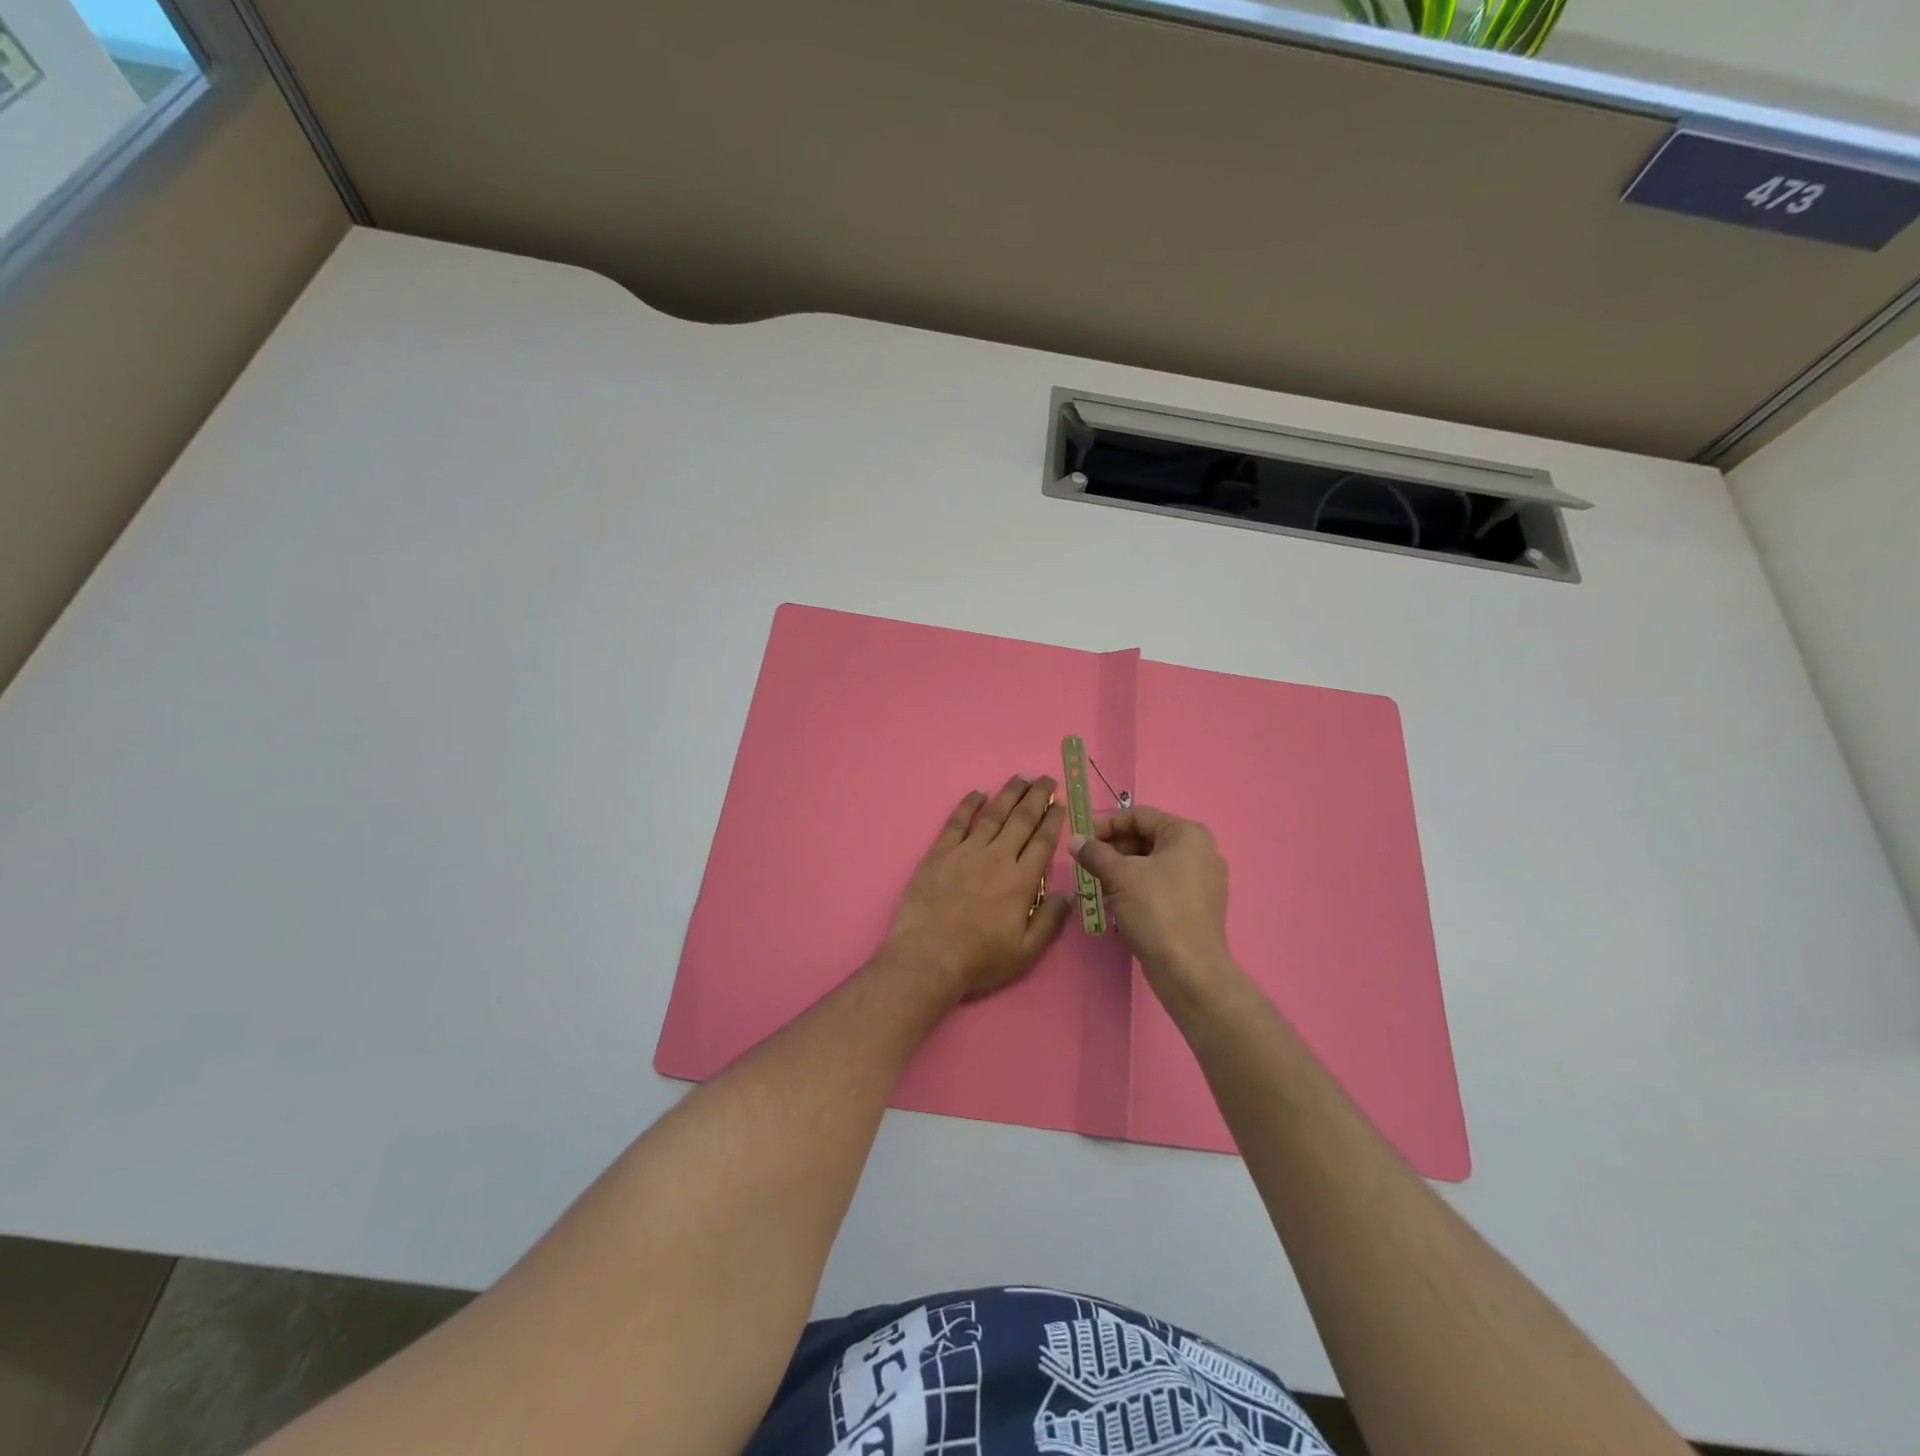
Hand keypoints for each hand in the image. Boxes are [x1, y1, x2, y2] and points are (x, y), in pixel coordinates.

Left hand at [881, 776, 1072, 1001]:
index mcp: (1021, 881)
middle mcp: (997, 858)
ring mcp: (966, 852)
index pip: (1042, 841)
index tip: (1061, 803)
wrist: (927, 957)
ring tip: (1021, 777)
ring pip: (993, 814)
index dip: (1054, 820)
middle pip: (1021, 820)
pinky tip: (978, 792)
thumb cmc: (979, 960)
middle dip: (1037, 796)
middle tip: (1046, 779)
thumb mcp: (1026, 951)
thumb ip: (1049, 920)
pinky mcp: (939, 853)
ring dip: (1009, 793)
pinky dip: (969, 804)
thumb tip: (1068, 893)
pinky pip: (957, 821)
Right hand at [1071, 805, 1231, 994]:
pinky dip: (1138, 887)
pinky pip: (1162, 885)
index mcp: (1188, 834)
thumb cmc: (1156, 910)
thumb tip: (1075, 840)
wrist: (1189, 970)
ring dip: (1121, 870)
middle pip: (1146, 838)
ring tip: (1096, 885)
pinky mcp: (1197, 906)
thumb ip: (1094, 853)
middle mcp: (1201, 851)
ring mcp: (1202, 880)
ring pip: (1152, 863)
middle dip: (1113, 849)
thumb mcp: (1119, 876)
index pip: (1138, 815)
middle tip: (1086, 865)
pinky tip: (1116, 902)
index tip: (1081, 841)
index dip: (1105, 824)